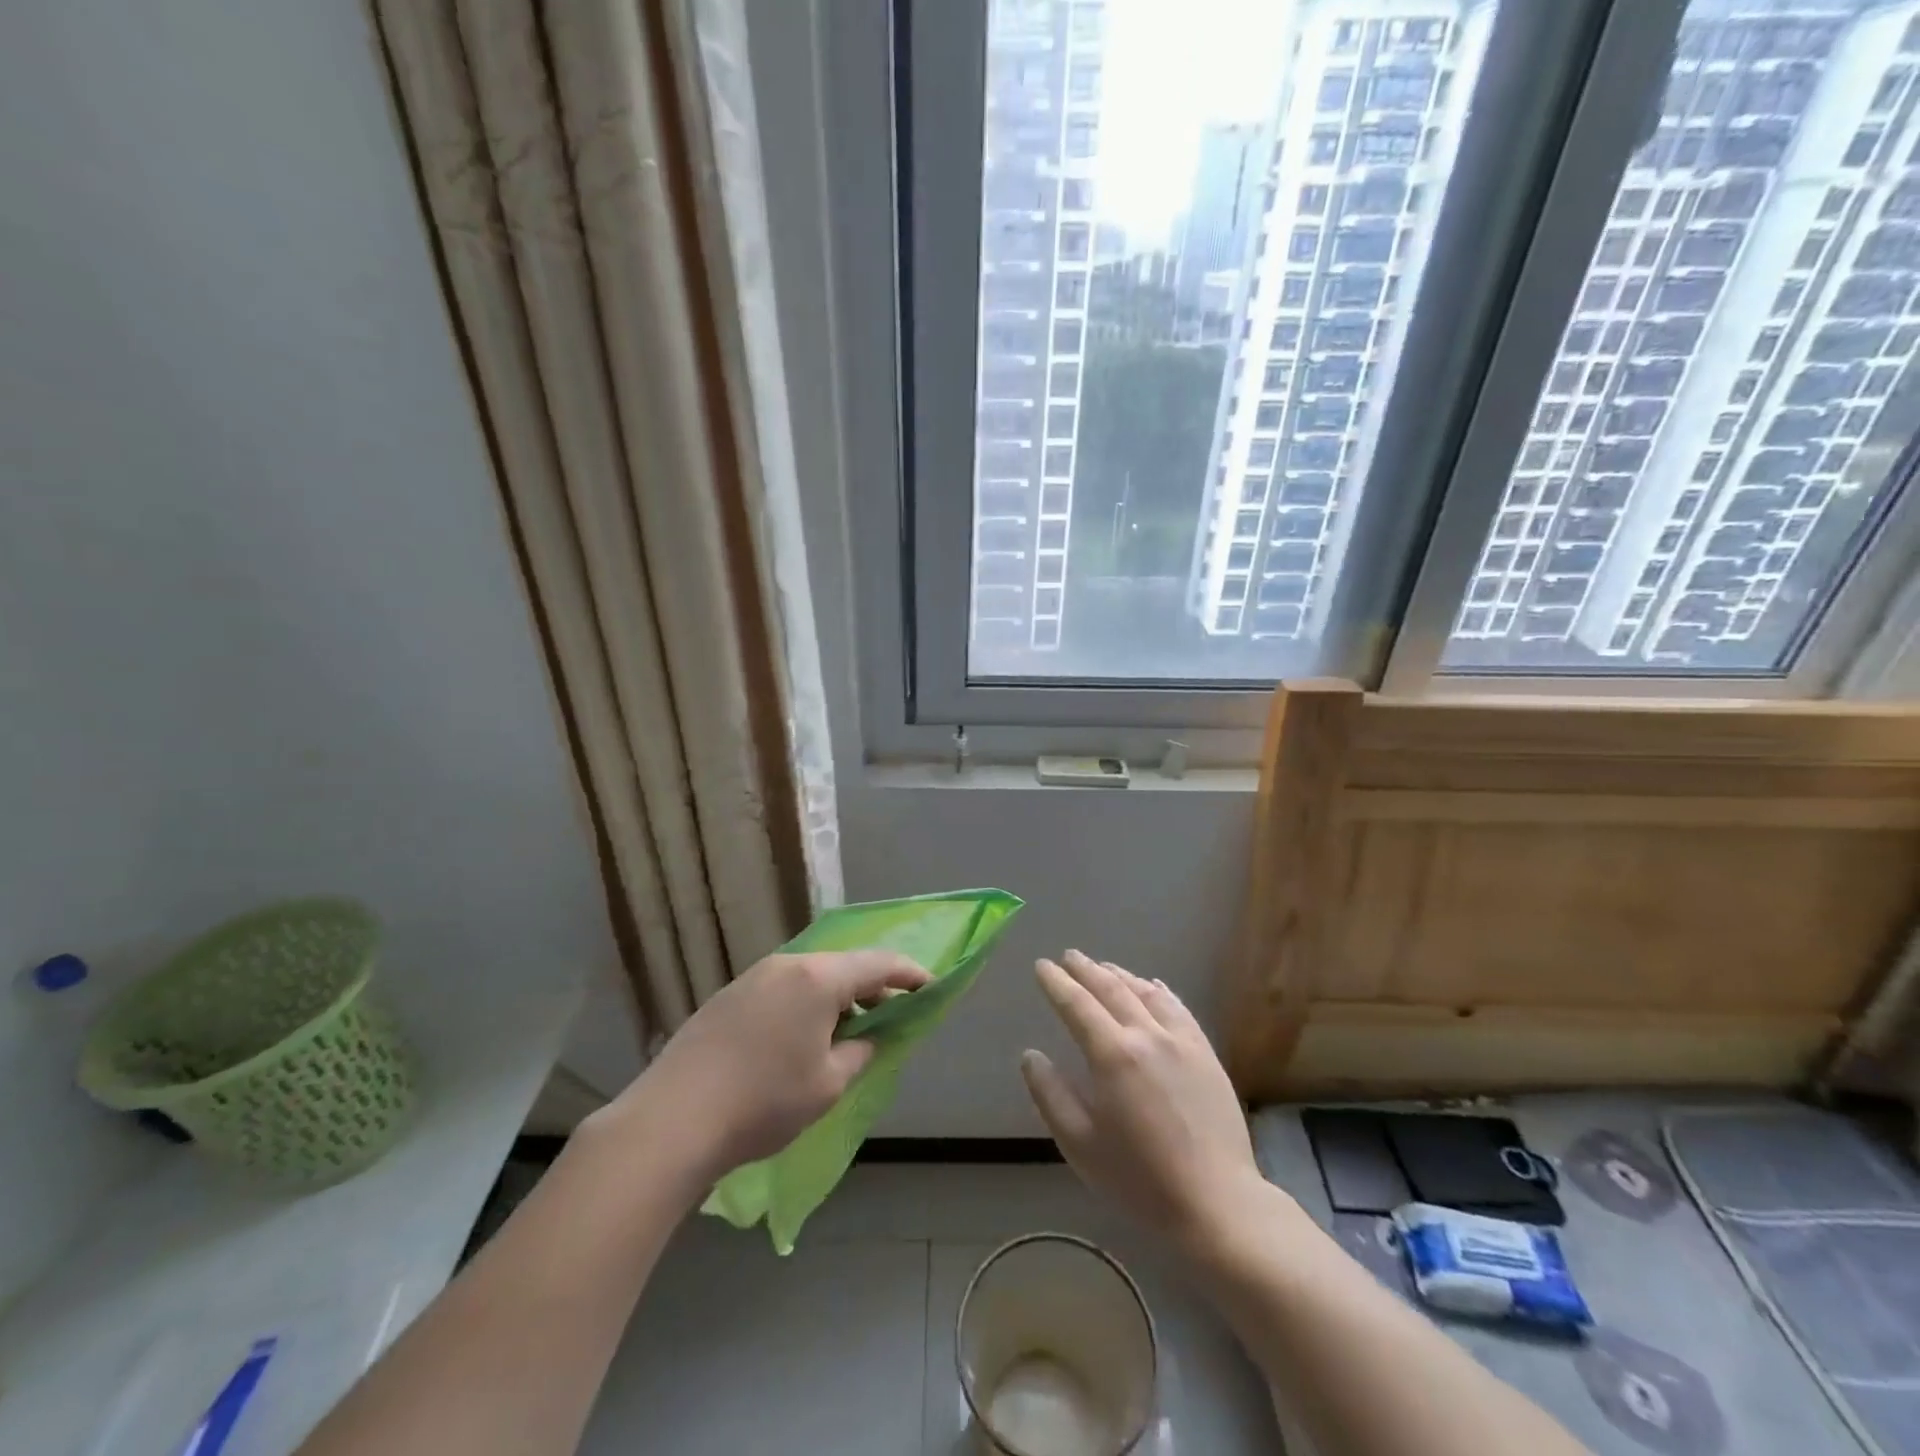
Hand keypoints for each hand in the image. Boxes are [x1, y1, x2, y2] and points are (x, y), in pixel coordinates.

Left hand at [601, 950, 929, 1181]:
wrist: (673, 1119)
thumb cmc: (764, 1102)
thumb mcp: (828, 1085)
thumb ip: (859, 1053)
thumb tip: (867, 1037)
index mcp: (819, 978)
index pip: (878, 963)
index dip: (909, 973)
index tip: (930, 985)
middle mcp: (787, 964)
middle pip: (843, 965)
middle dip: (872, 987)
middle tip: (892, 1013)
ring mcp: (753, 977)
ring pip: (811, 976)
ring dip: (837, 997)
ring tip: (848, 1030)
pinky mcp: (729, 996)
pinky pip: (783, 988)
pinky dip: (806, 1003)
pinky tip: (802, 1037)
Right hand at [1021, 951, 1261, 1247]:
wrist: (1216, 1203)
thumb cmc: (1139, 1180)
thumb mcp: (1080, 1144)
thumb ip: (1051, 1094)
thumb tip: (1030, 1055)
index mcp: (1112, 1055)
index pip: (1077, 1004)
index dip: (1056, 983)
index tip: (1041, 966)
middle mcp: (1146, 1035)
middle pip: (1111, 989)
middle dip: (1086, 969)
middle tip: (1068, 956)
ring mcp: (1181, 1041)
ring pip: (1145, 992)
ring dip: (1120, 975)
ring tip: (1103, 967)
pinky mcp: (1206, 1053)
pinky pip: (1178, 1008)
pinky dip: (1159, 990)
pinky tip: (1153, 986)